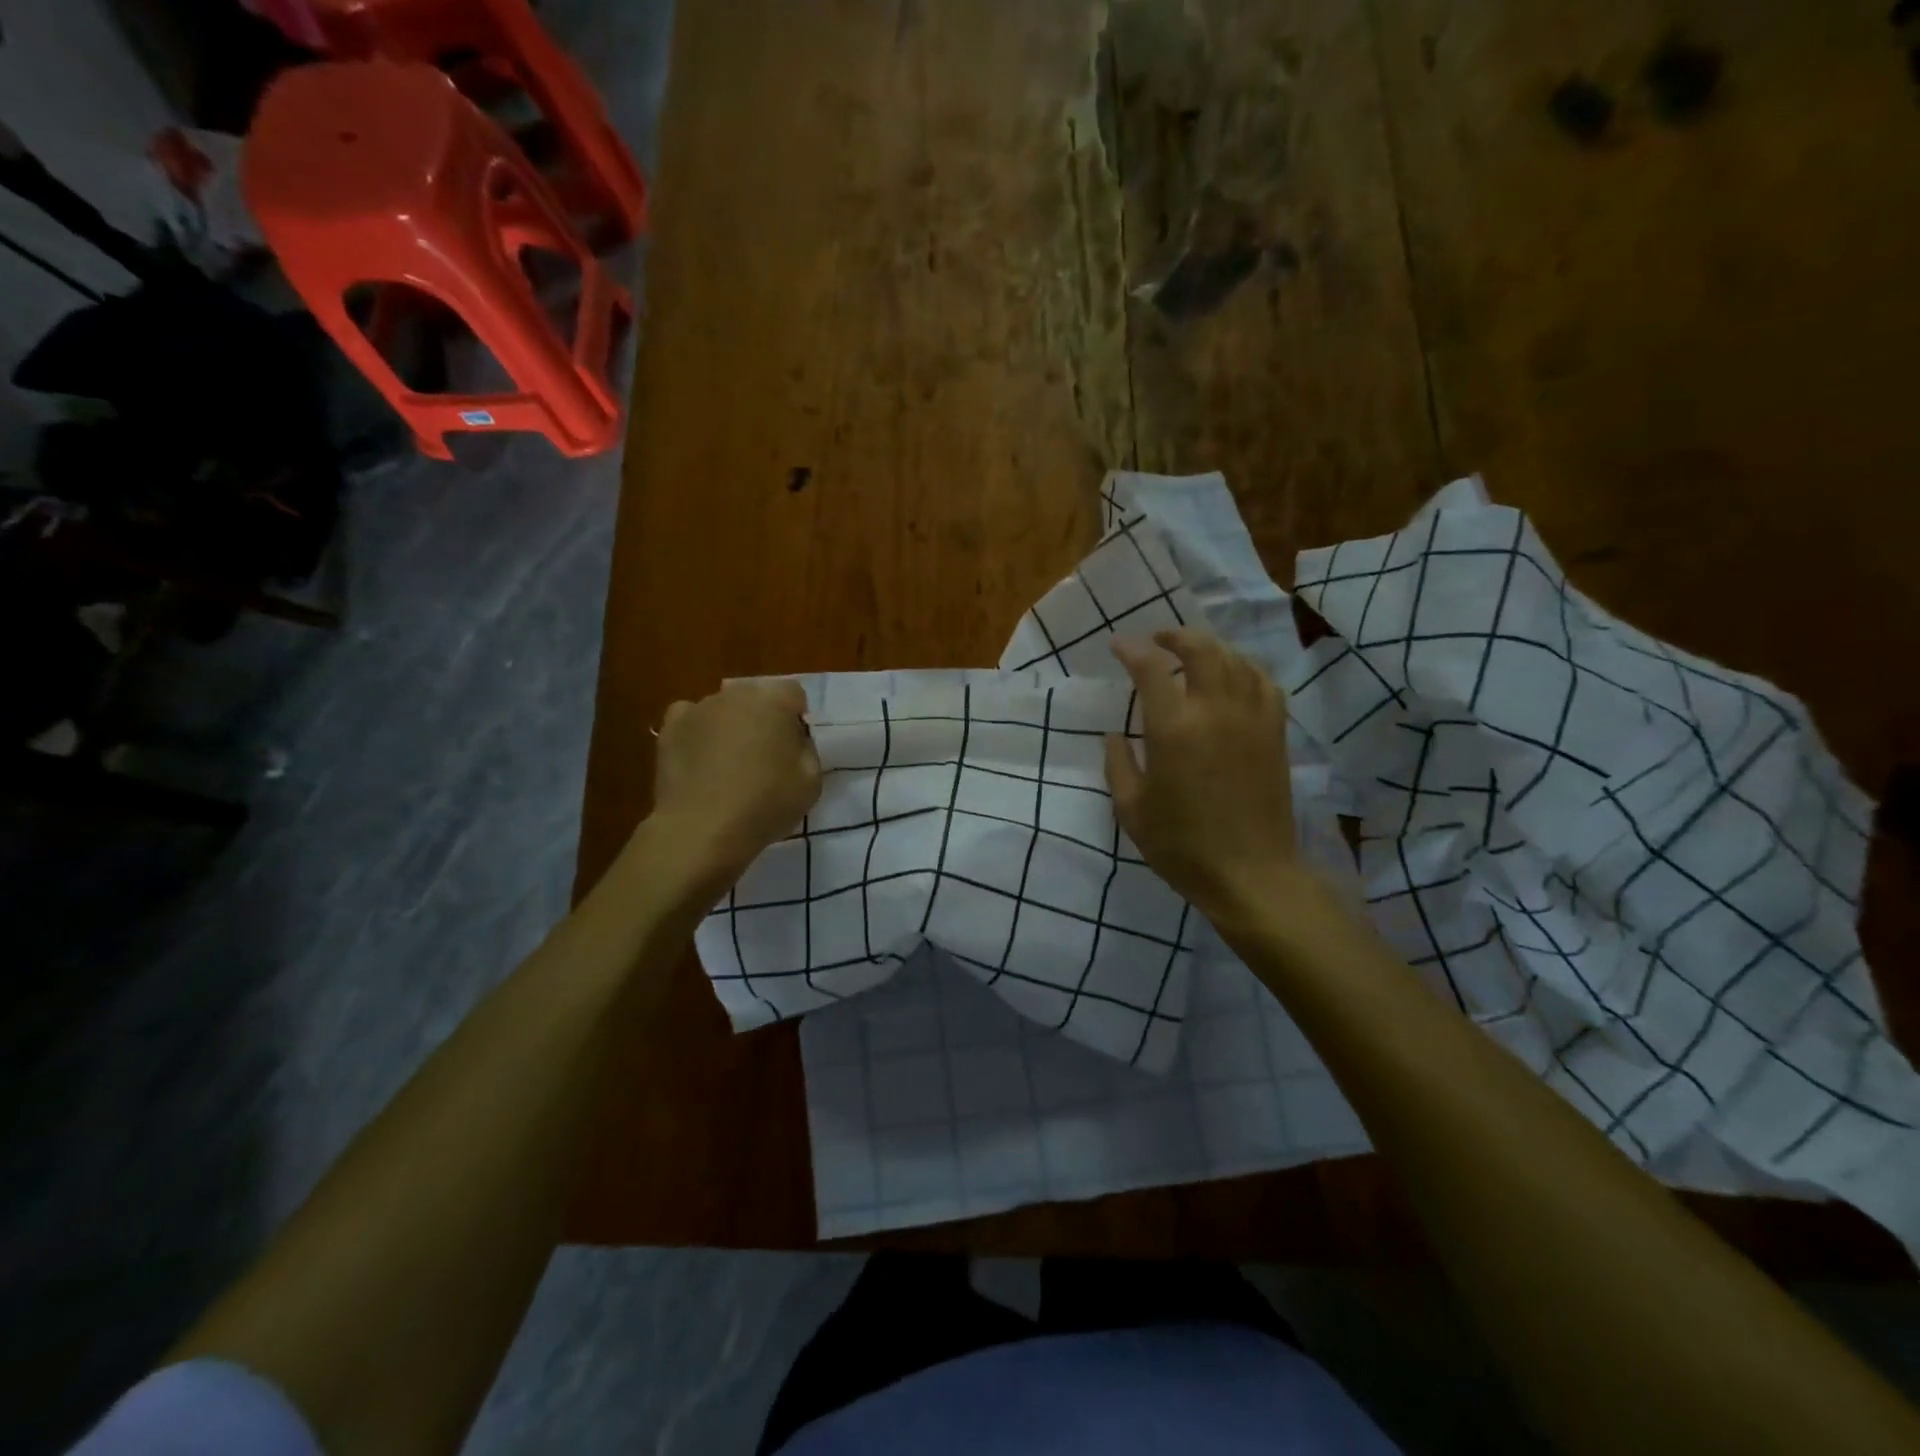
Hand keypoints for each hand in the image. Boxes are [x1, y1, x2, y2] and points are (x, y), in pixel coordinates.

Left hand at [648, 680, 821, 893]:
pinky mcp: (670, 729)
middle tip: (764, 756)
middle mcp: (735, 695)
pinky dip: (697, 734)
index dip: (797, 718)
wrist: (702, 829)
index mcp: (774, 702)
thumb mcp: (811, 782)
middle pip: (756, 698)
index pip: (794, 693)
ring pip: (723, 709)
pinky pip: (690, 720)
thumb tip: (793, 740)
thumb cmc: (765, 804)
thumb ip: (807, 750)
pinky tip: (700, 760)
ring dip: (730, 726)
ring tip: (728, 765)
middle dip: (763, 719)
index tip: (794, 746)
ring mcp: (698, 709)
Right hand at [1103, 629, 1300, 925]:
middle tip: (1158, 640)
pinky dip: (1245, 669)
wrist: (1250, 874)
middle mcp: (1214, 711)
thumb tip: (1115, 735)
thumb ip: (1118, 765)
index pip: (1151, 669)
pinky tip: (1234, 677)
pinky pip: (1264, 683)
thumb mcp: (1131, 810)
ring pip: (1235, 660)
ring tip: (1193, 654)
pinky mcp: (1275, 733)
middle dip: (1176, 636)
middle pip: (1201, 649)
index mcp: (1173, 729)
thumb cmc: (1182, 846)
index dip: (1132, 650)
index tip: (1118, 646)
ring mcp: (1251, 719)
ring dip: (1210, 648)